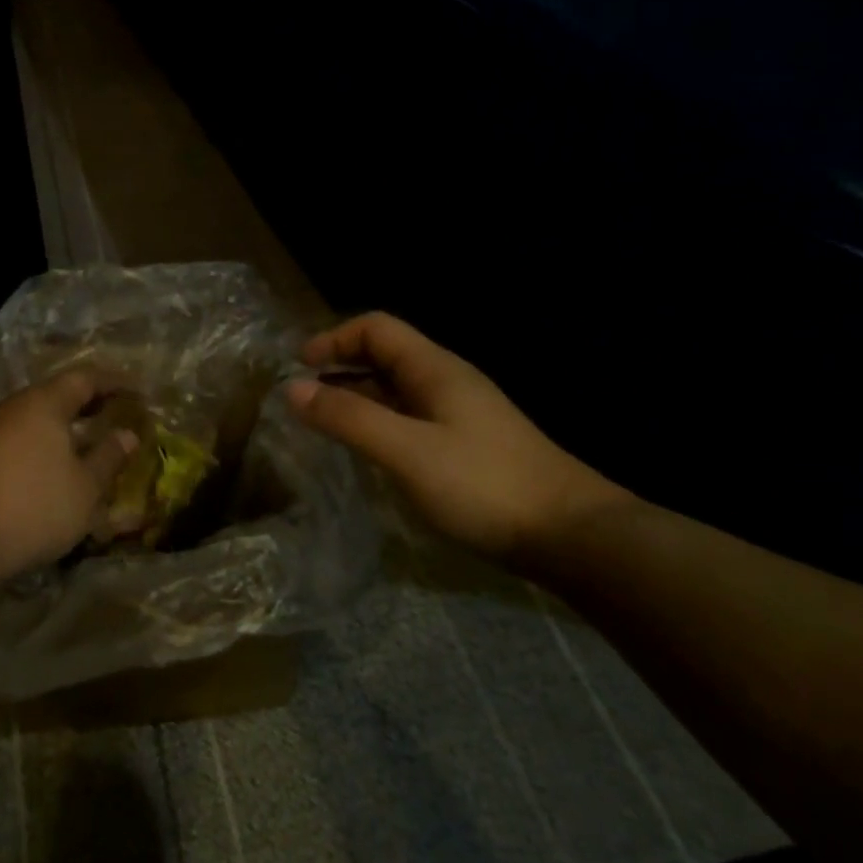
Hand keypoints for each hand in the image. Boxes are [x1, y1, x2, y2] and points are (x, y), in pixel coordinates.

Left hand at [0, 368, 139, 583]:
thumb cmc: (34, 507)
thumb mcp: (85, 487)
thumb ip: (108, 457)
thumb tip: (127, 435)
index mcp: (43, 403)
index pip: (84, 378)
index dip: (114, 382)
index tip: (137, 390)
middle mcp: (13, 407)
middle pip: (56, 394)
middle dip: (87, 402)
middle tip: (115, 412)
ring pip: (33, 417)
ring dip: (62, 425)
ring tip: (86, 442)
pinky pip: (17, 437)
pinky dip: (41, 443)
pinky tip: (50, 467)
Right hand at [286, 313, 632, 565]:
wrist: (571, 535)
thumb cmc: (483, 484)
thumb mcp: (406, 450)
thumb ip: (348, 417)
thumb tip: (291, 388)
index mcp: (434, 369)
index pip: (376, 328)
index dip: (334, 338)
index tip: (299, 367)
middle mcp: (446, 382)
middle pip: (385, 355)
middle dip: (340, 366)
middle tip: (303, 396)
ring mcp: (460, 414)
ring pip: (397, 389)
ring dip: (357, 395)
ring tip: (324, 422)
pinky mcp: (467, 446)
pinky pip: (410, 418)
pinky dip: (380, 422)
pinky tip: (369, 450)